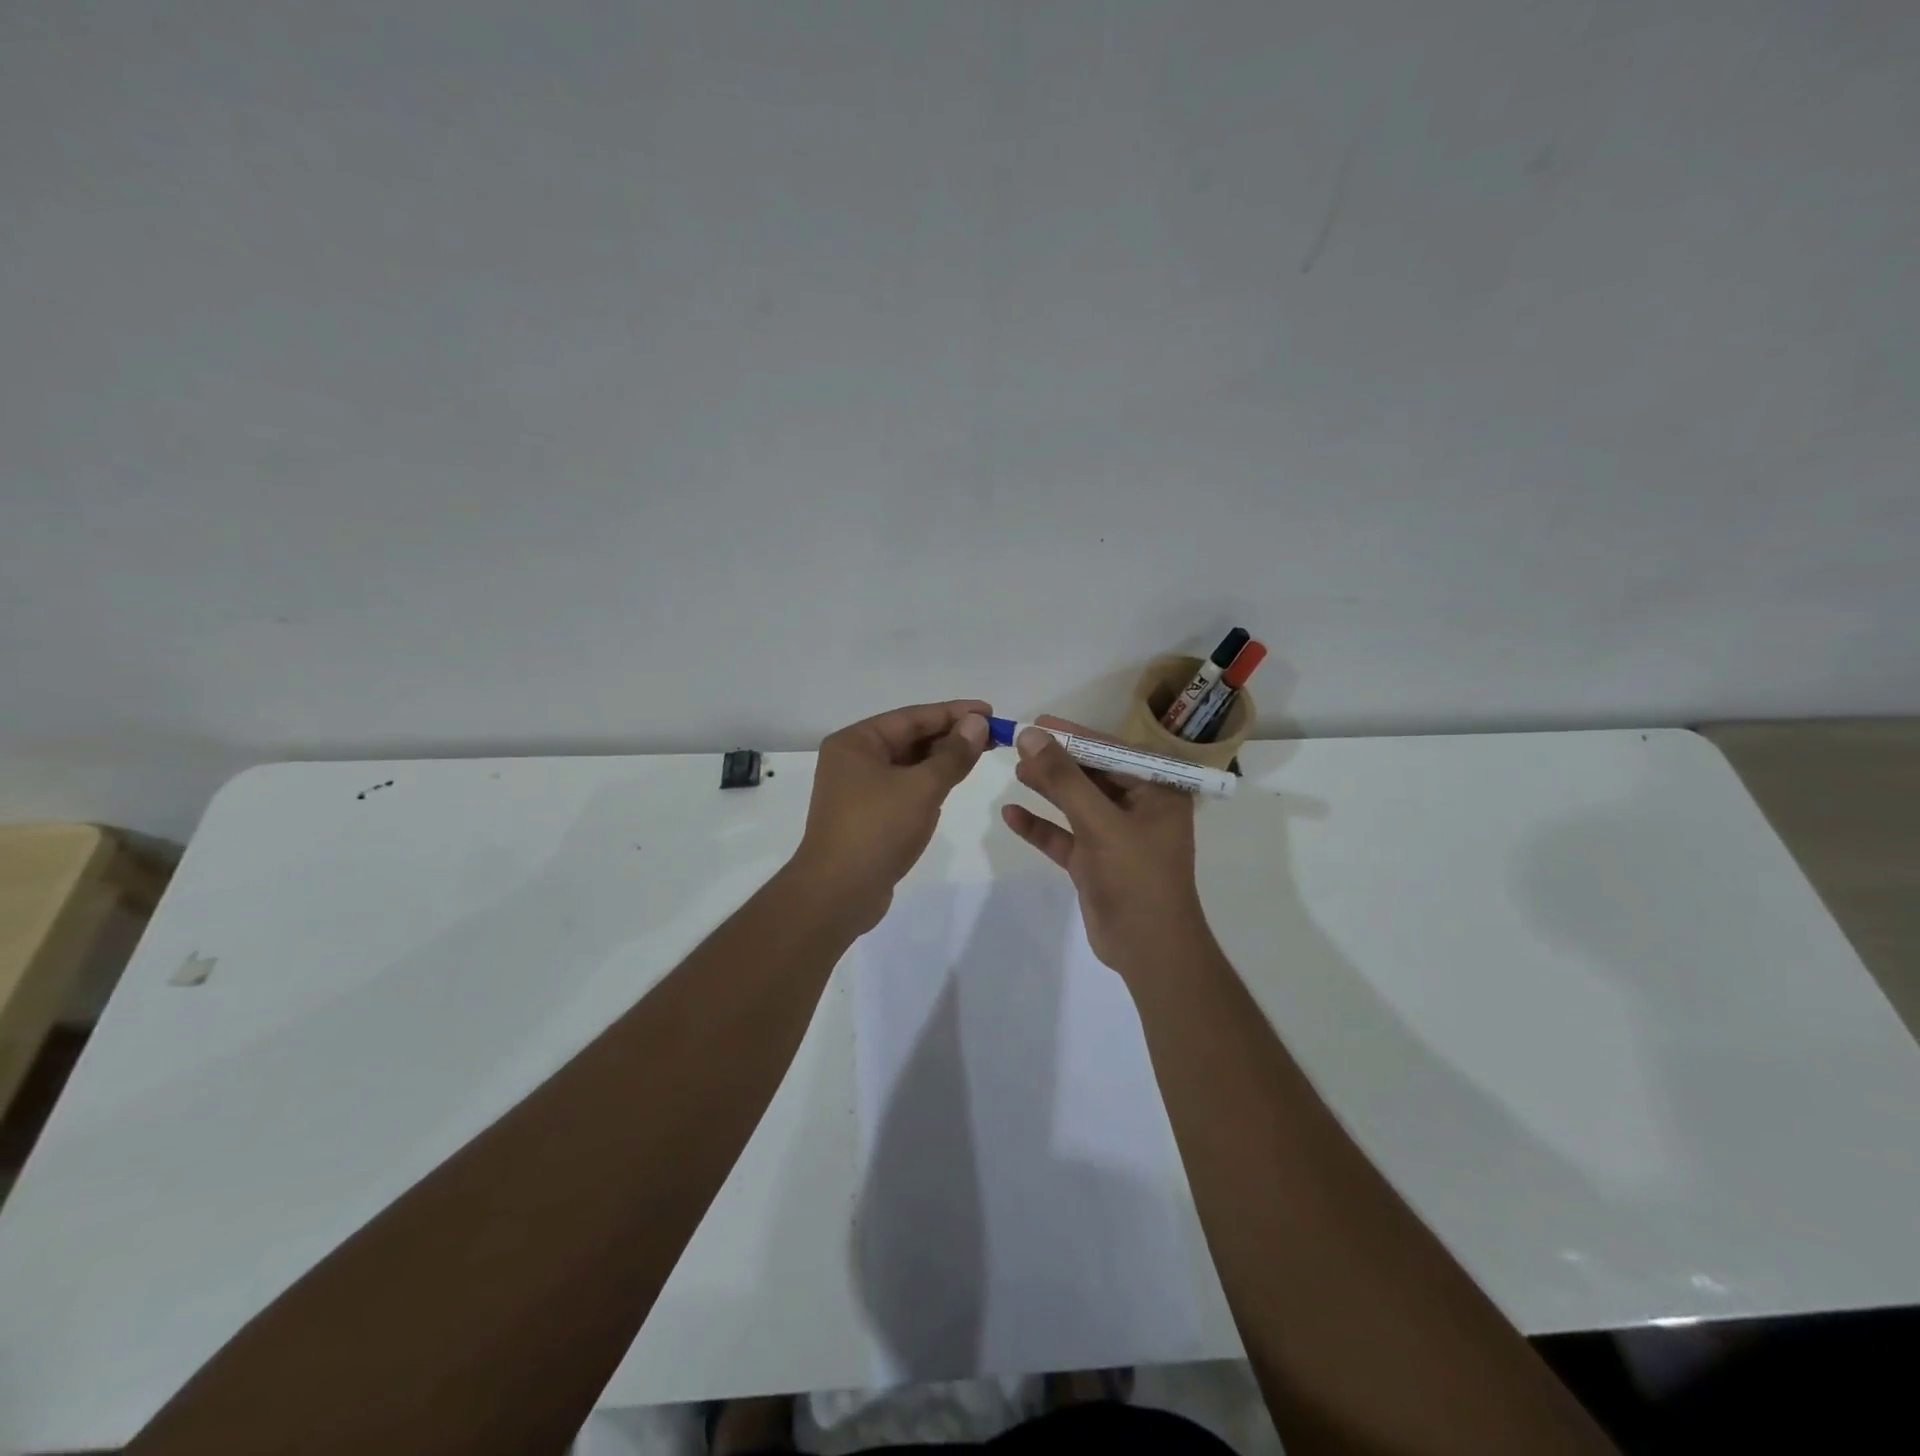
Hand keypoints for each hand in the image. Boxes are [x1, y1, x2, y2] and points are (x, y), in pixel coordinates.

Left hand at [791, 699, 991, 930]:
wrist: (838, 894)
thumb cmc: (877, 830)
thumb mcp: (922, 788)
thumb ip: (953, 755)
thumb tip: (977, 723)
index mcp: (855, 742)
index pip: (912, 717)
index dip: (954, 712)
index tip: (990, 711)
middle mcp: (852, 759)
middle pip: (909, 738)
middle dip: (950, 735)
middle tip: (993, 734)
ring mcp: (857, 789)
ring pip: (907, 764)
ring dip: (941, 758)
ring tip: (980, 753)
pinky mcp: (867, 815)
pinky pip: (903, 787)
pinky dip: (928, 781)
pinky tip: (952, 781)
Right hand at [1001, 717, 1209, 975]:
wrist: (1149, 950)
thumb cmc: (1136, 878)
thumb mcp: (1100, 822)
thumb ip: (1064, 779)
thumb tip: (1030, 735)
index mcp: (1157, 792)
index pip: (1113, 751)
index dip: (1075, 735)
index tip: (1039, 722)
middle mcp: (1139, 809)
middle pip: (1092, 775)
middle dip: (1058, 761)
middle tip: (1020, 745)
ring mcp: (1115, 837)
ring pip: (1076, 804)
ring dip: (1048, 788)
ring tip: (1015, 771)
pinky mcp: (1095, 862)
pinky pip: (1064, 836)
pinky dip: (1041, 826)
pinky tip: (1011, 815)